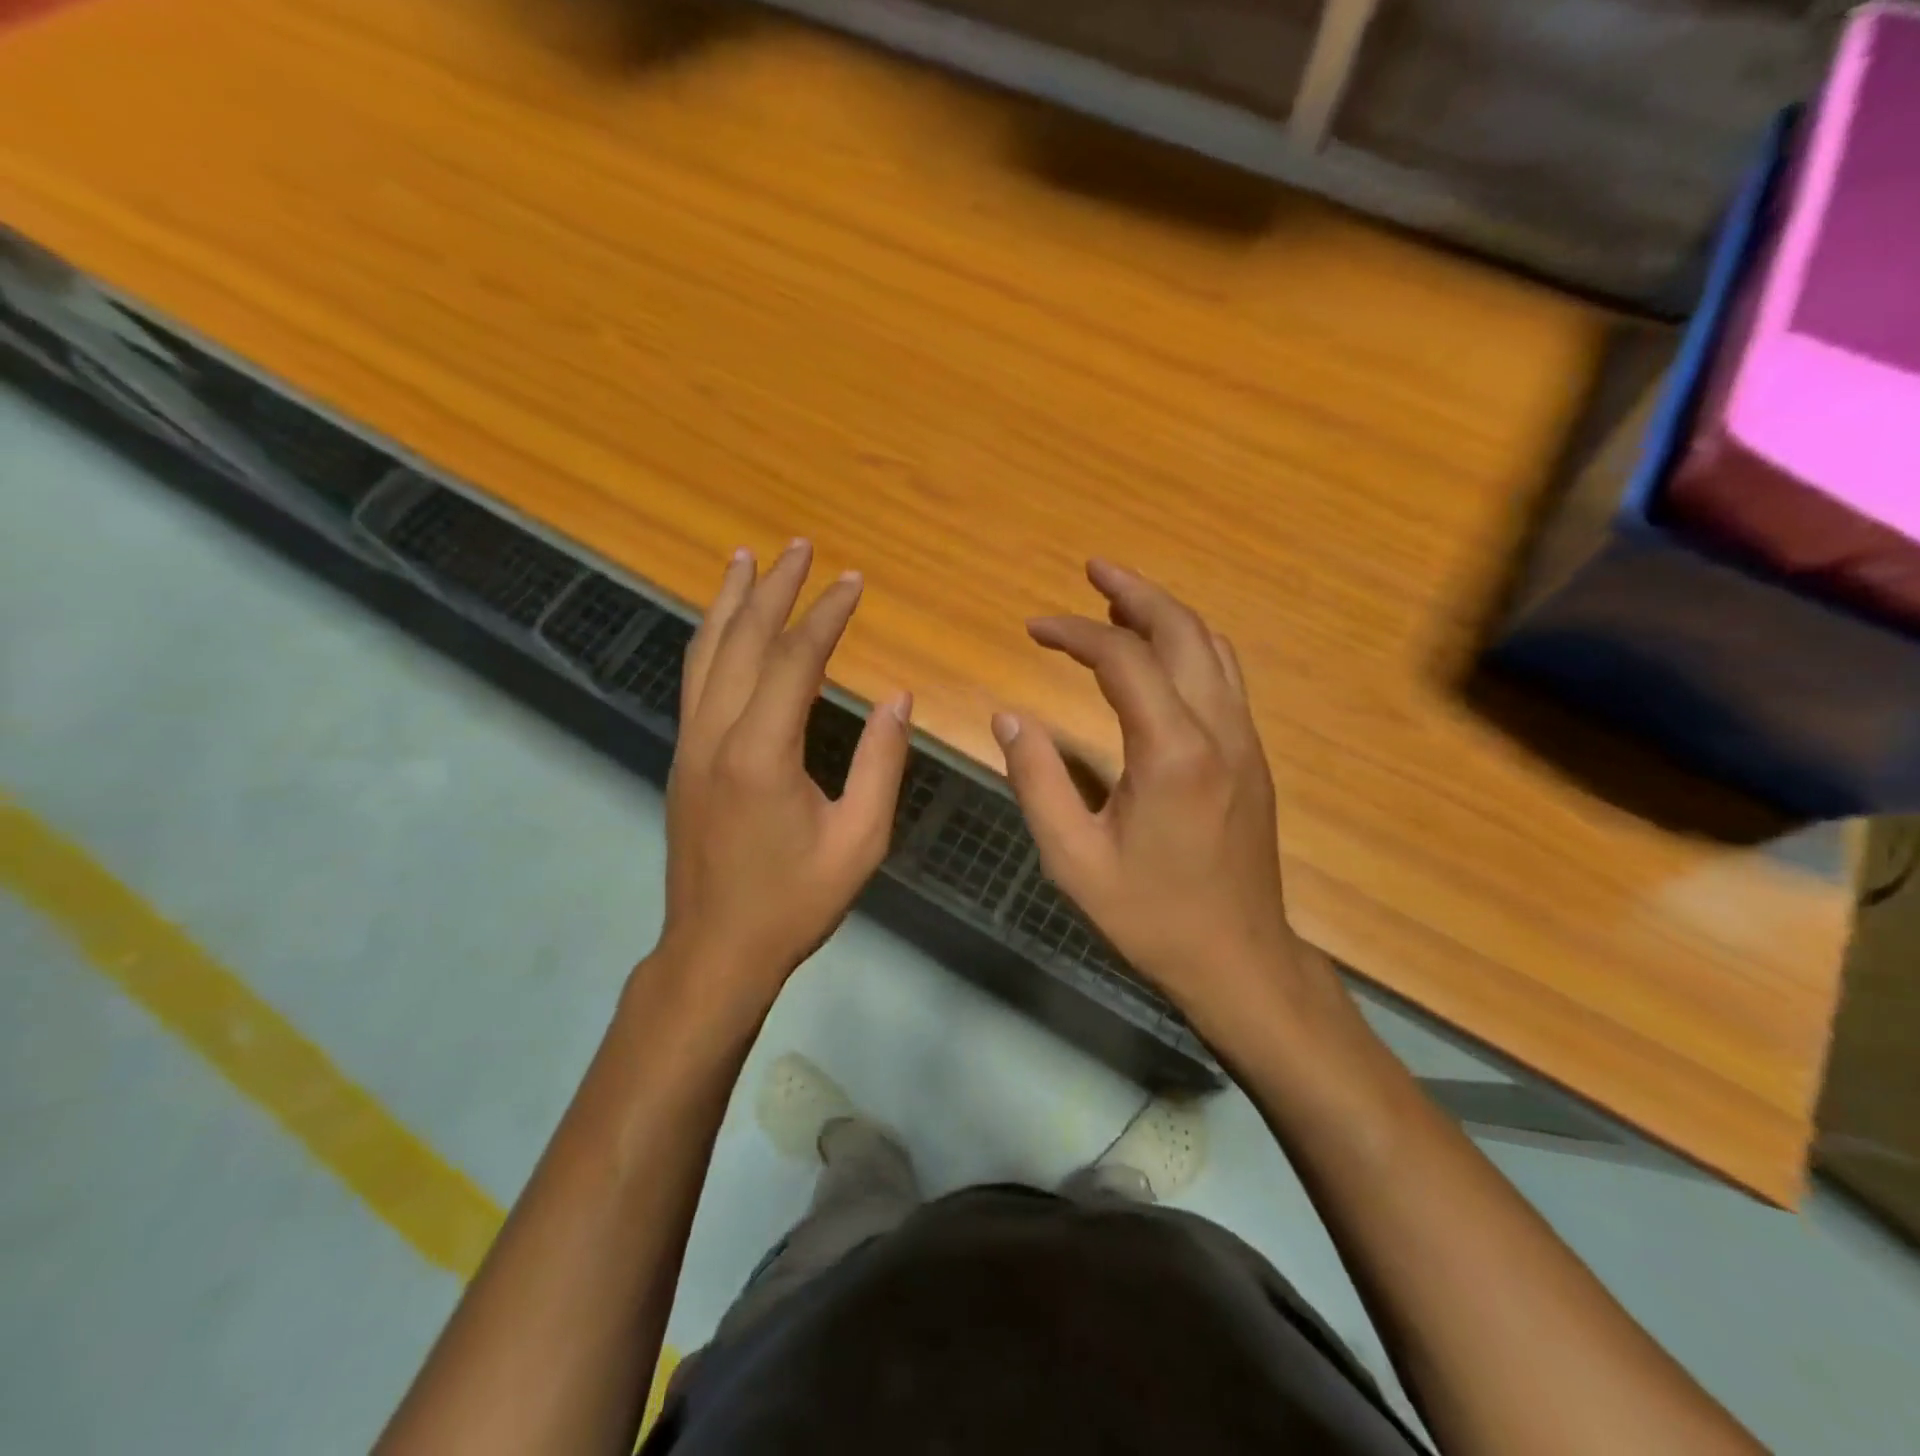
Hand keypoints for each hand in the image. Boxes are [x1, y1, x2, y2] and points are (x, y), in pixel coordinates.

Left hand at [656, 540, 911, 1004]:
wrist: (715, 950)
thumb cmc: (794, 901)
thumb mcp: (859, 840)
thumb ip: (882, 764)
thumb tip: (898, 698)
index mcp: (762, 753)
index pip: (794, 660)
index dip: (825, 615)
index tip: (852, 581)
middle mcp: (716, 735)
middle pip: (742, 641)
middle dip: (773, 589)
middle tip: (798, 545)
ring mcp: (690, 744)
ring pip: (705, 654)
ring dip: (728, 602)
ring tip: (745, 560)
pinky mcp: (683, 758)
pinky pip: (695, 680)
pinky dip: (711, 639)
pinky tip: (723, 626)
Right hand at [993, 561, 1331, 1040]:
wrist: (1239, 958)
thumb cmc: (1151, 916)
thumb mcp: (1074, 859)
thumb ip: (1036, 781)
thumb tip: (1008, 718)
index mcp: (1173, 752)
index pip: (1123, 659)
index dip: (1075, 633)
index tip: (1034, 627)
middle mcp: (1218, 730)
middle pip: (1183, 631)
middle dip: (1135, 593)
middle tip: (1092, 569)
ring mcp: (1244, 740)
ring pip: (1212, 648)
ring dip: (1166, 615)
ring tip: (1119, 600)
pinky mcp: (1250, 756)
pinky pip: (1222, 677)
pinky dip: (1186, 647)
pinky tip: (1156, 655)